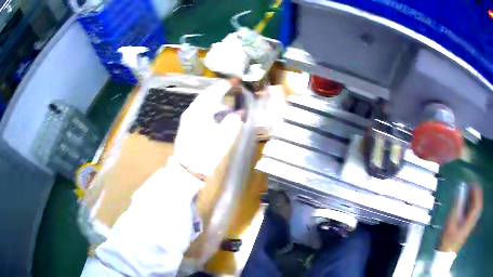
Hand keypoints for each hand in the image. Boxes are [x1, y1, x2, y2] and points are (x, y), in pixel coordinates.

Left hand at [173, 79, 242, 176]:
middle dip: (219, 91)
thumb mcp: (223, 138)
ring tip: (226, 104)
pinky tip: (216, 115)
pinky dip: (209, 109)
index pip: (213, 92)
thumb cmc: (206, 153)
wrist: (187, 170)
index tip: (236, 81)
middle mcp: (191, 111)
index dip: (225, 85)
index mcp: (199, 111)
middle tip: (231, 88)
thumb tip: (238, 113)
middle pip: (206, 96)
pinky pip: (199, 111)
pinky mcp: (186, 125)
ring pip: (202, 104)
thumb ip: (232, 122)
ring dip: (214, 101)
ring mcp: (187, 118)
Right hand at [438, 183, 482, 252]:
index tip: (469, 184)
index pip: (477, 201)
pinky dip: (474, 202)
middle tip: (470, 186)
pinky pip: (475, 209)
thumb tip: (461, 188)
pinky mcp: (470, 224)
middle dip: (476, 192)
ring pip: (478, 205)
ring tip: (469, 191)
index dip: (475, 190)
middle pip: (479, 202)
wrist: (445, 255)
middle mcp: (473, 220)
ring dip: (475, 196)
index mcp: (470, 220)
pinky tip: (469, 201)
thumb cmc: (447, 239)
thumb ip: (457, 204)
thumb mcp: (450, 222)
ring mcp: (472, 222)